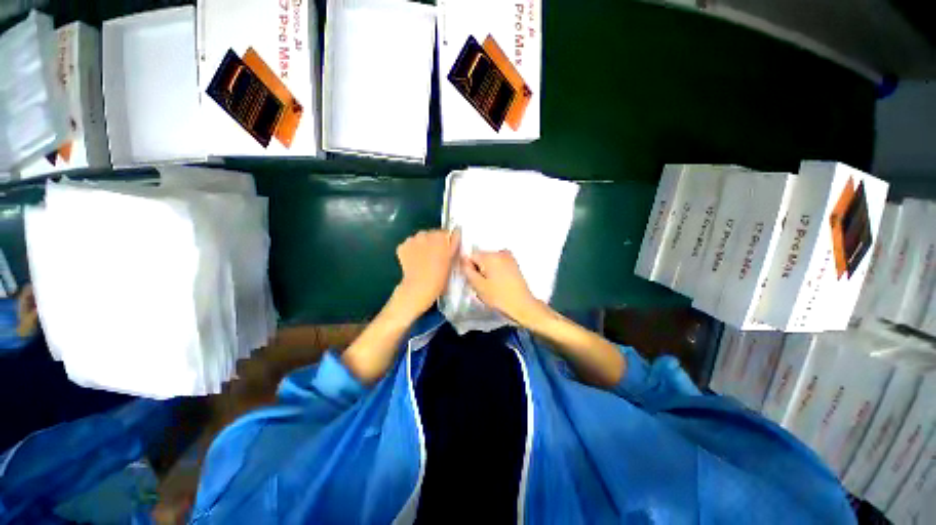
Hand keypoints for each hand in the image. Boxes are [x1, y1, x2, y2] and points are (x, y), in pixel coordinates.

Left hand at [392, 229, 460, 317]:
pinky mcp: (402, 246)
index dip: (448, 242)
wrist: (419, 287)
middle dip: (434, 243)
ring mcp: (413, 239)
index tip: (447, 249)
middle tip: (435, 257)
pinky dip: (410, 251)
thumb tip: (453, 238)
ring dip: (421, 246)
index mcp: (442, 237)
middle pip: (433, 234)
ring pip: (420, 239)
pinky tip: (413, 262)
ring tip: (423, 260)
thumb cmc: (439, 277)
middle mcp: (427, 234)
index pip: (448, 233)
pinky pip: (408, 245)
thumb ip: (453, 246)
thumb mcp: (452, 261)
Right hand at [461, 250, 546, 326]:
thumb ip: (468, 270)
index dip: (469, 268)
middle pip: (481, 257)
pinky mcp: (514, 263)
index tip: (474, 280)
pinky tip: (499, 282)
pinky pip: (499, 263)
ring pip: (490, 260)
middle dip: (478, 268)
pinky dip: (496, 270)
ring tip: (491, 285)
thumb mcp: (478, 286)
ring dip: (487, 270)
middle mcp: (499, 252)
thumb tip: (463, 261)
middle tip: (482, 285)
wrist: (522, 305)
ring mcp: (509, 257)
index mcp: (490, 256)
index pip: (471, 256)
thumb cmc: (498, 297)